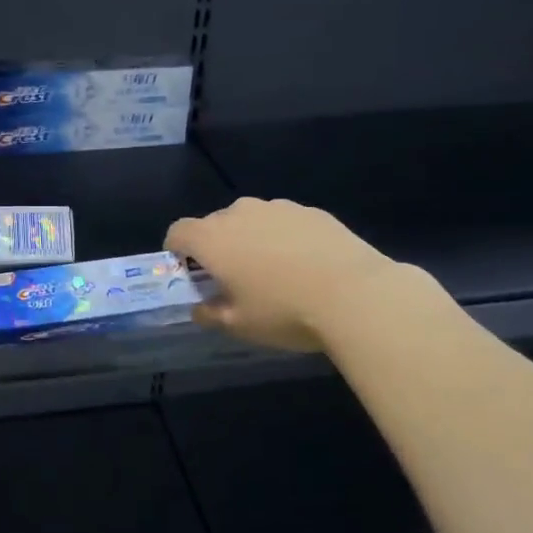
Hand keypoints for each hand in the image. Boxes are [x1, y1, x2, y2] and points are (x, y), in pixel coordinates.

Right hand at [166, 197, 403, 353]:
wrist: (356, 294)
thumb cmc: (284, 311)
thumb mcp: (239, 325)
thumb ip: (210, 314)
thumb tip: (200, 308)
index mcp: (212, 239)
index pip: (177, 232)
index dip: (176, 250)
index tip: (188, 271)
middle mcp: (239, 213)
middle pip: (214, 224)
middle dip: (216, 246)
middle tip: (233, 277)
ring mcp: (277, 208)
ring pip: (251, 220)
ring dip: (250, 239)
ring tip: (273, 271)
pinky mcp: (311, 211)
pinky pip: (283, 222)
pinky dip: (283, 237)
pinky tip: (305, 265)